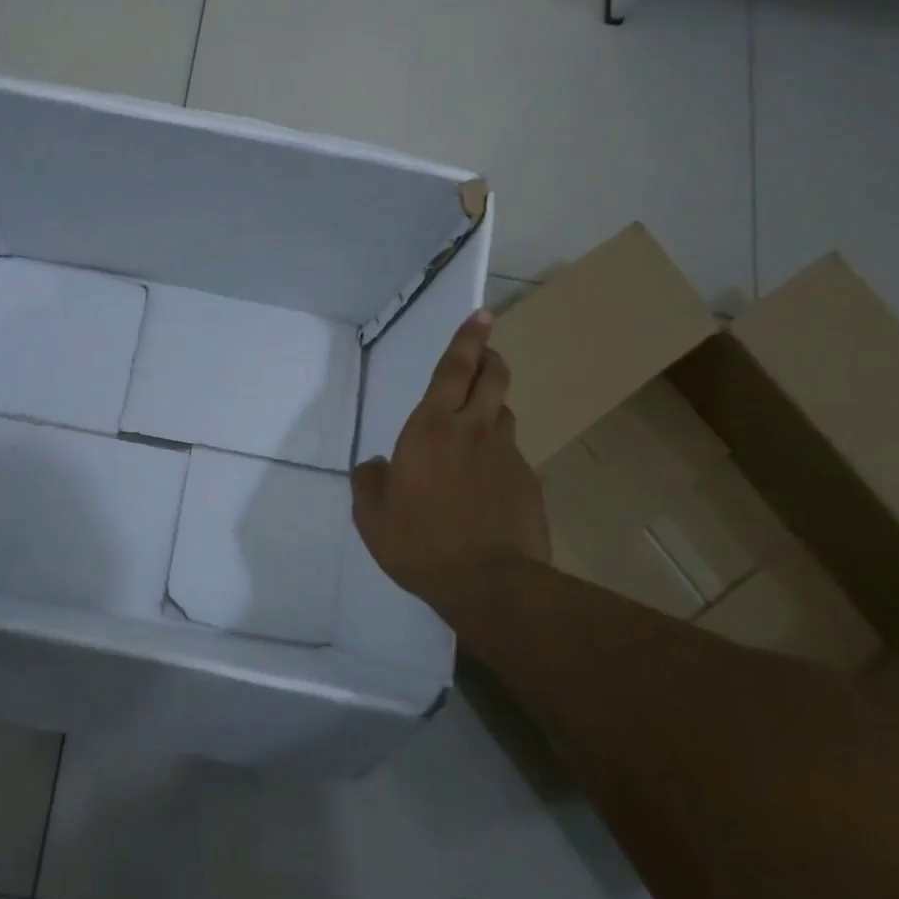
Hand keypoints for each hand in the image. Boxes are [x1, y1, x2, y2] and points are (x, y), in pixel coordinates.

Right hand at [350, 309, 549, 620]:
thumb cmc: (419, 543)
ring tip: (477, 424)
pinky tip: (486, 482)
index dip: (467, 340)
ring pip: (503, 414)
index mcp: (430, 430)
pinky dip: (498, 454)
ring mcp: (506, 456)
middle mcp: (473, 431)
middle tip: (485, 354)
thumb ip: (369, 481)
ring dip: (492, 406)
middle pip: (492, 378)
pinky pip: (511, 454)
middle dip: (489, 358)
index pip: (453, 370)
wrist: (490, 584)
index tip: (482, 315)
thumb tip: (377, 465)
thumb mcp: (371, 516)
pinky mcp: (528, 483)